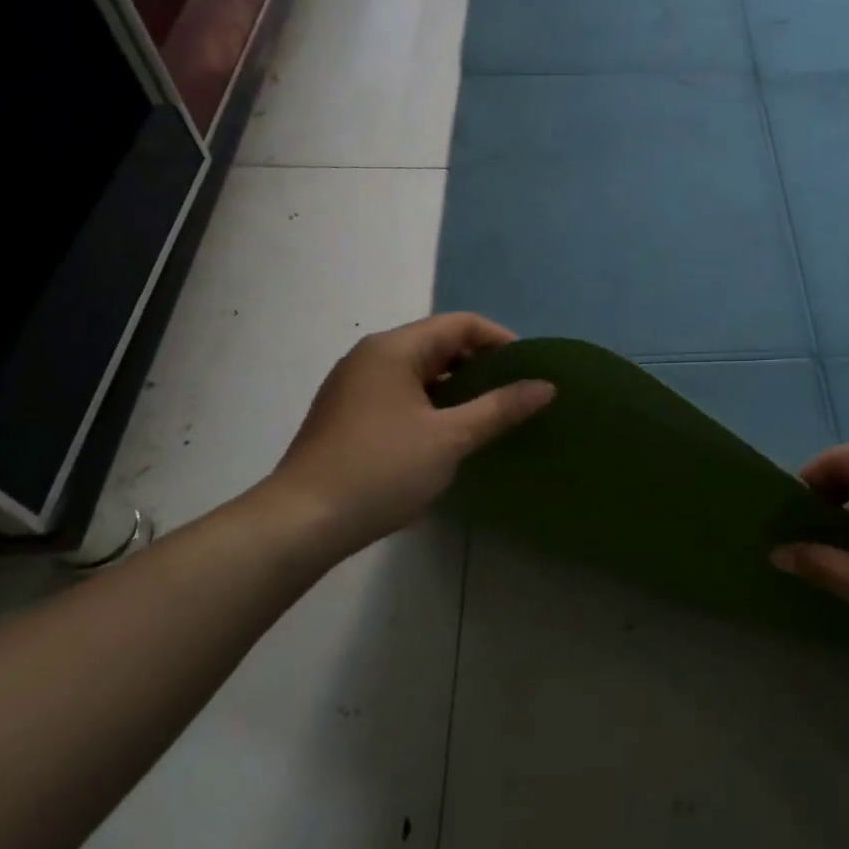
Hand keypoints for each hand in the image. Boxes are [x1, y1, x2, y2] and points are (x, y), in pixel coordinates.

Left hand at [263, 313, 553, 560]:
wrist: (302, 523)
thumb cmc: (381, 470)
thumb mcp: (450, 438)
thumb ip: (500, 408)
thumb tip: (546, 386)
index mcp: (394, 349)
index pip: (460, 325)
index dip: (501, 341)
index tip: (530, 371)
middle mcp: (371, 357)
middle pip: (439, 344)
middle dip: (481, 365)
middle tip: (515, 395)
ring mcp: (355, 386)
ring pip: (420, 372)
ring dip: (457, 387)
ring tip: (489, 416)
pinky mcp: (348, 415)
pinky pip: (402, 394)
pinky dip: (432, 404)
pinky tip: (448, 435)